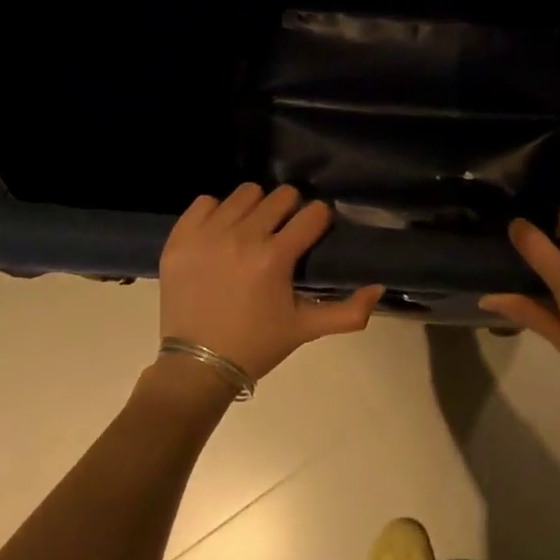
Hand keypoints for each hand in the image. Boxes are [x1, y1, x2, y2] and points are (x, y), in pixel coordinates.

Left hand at [158, 183, 383, 381]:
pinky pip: (205, 202)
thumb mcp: (305, 329)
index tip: (314, 233)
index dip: (319, 221)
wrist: (196, 366)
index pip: (313, 213)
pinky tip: (221, 234)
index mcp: (275, 257)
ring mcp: (207, 235)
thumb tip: (378, 288)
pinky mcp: (180, 238)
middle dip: (290, 211)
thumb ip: (348, 312)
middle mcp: (242, 237)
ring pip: (245, 193)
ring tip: (252, 231)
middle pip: (281, 195)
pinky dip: (216, 213)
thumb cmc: (256, 345)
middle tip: (284, 234)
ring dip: (255, 208)